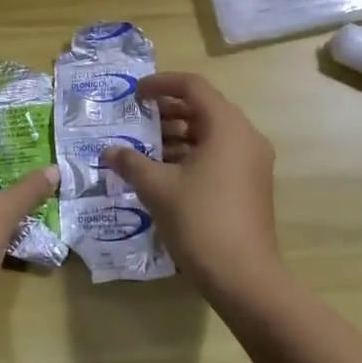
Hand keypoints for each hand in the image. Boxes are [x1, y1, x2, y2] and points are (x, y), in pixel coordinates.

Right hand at [104, 72, 281, 298]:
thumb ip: (131, 163)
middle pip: (204, 108)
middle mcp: (245, 136)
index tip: (135, 94)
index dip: (161, 84)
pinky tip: (164, 172)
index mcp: (227, 126)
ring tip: (144, 149)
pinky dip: (192, 154)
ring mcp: (252, 162)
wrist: (244, 278)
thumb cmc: (201, 221)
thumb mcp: (158, 188)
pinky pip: (219, 154)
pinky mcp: (251, 184)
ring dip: (178, 135)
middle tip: (137, 120)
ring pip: (211, 133)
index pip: (193, 86)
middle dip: (167, 111)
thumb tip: (109, 152)